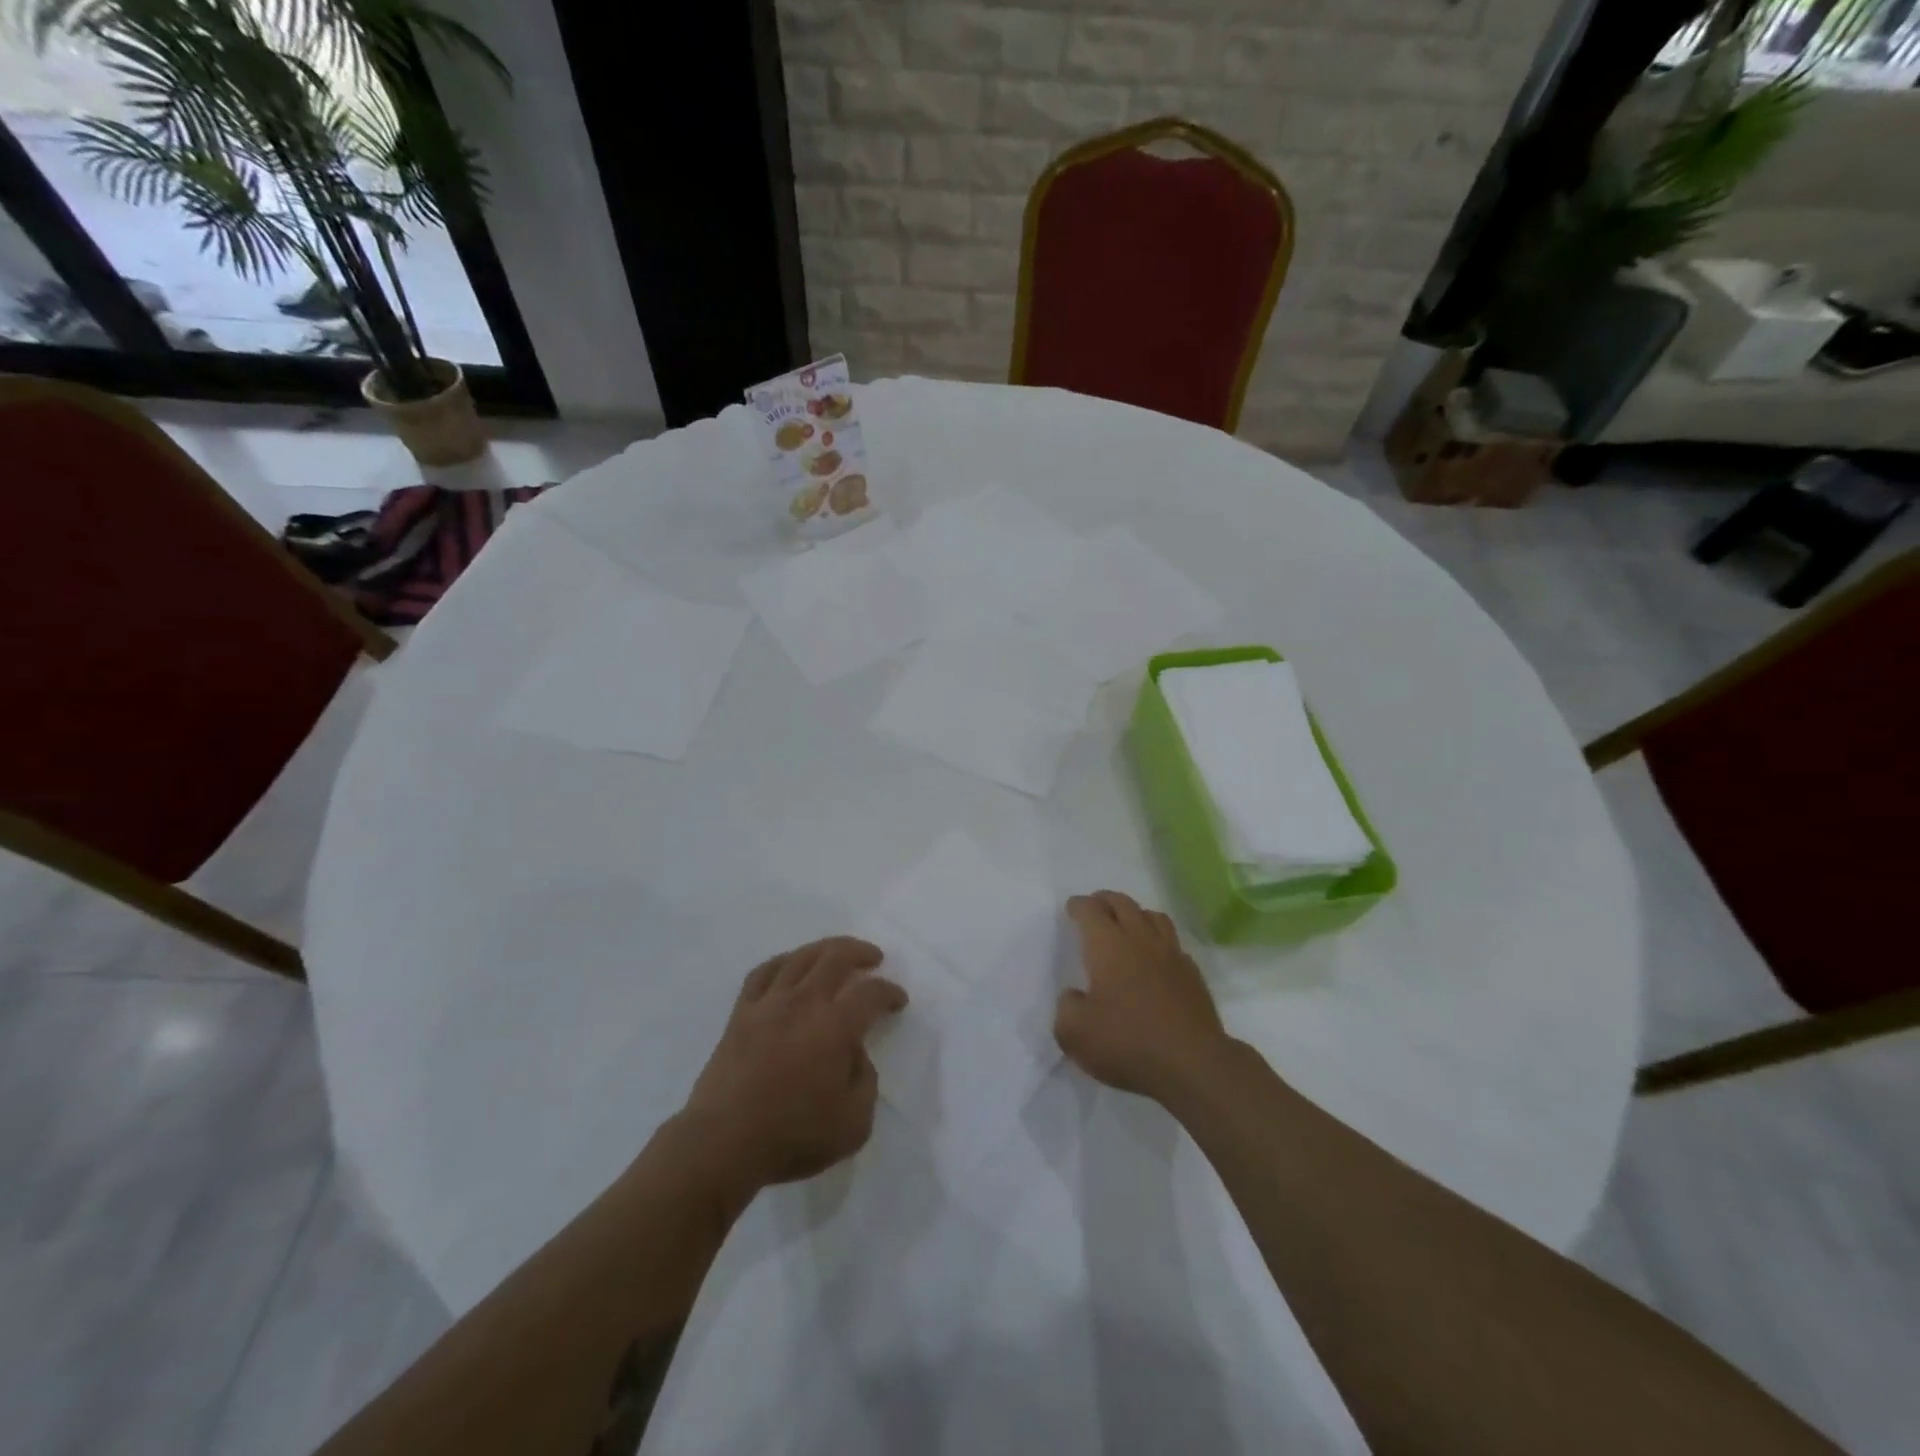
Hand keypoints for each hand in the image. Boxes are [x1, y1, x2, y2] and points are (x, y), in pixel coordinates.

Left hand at [680, 937, 905, 1196]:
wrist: (723, 1143)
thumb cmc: (792, 1136)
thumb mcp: (853, 1124)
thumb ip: (865, 1082)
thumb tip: (856, 1054)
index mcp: (836, 1027)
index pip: (871, 993)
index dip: (890, 992)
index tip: (898, 1001)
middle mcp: (804, 1002)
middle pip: (836, 957)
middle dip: (861, 952)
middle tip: (874, 958)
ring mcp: (769, 1003)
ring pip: (800, 957)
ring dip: (825, 948)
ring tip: (837, 952)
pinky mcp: (741, 1013)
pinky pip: (763, 972)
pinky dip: (783, 962)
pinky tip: (790, 966)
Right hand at [1054, 892, 1228, 1102]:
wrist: (1193, 1064)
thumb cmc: (1128, 1043)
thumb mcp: (1074, 1033)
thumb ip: (1067, 1007)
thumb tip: (1075, 995)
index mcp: (1109, 946)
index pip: (1091, 911)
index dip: (1079, 906)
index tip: (1072, 908)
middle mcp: (1141, 940)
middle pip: (1123, 904)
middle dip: (1105, 900)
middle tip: (1095, 905)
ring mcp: (1171, 955)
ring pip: (1153, 917)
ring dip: (1135, 913)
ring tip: (1127, 922)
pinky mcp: (1193, 975)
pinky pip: (1173, 942)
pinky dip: (1159, 939)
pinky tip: (1155, 956)